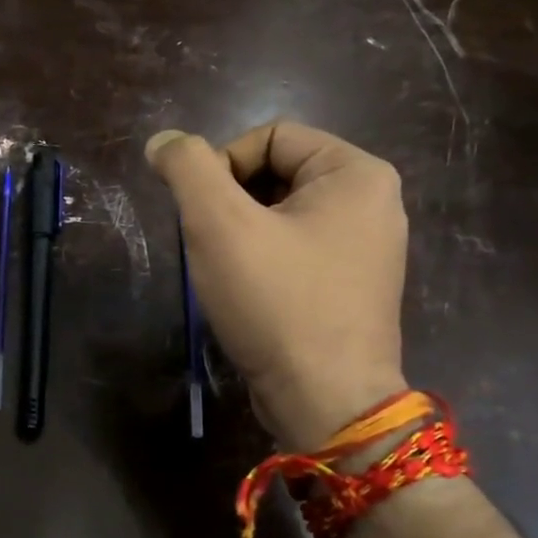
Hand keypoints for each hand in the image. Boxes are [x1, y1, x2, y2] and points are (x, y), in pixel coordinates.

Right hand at [147, 120, 407, 449]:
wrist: (324, 401)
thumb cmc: (276, 302)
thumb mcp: (219, 224)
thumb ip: (187, 168)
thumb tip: (163, 142)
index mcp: (357, 173)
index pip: (270, 136)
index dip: (222, 165)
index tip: (202, 213)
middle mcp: (374, 203)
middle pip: (277, 173)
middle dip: (231, 202)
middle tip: (210, 244)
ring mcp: (368, 248)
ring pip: (282, 215)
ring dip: (241, 233)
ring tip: (224, 270)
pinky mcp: (353, 286)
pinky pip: (297, 249)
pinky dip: (263, 260)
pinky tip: (247, 292)